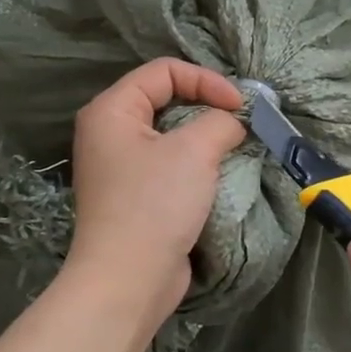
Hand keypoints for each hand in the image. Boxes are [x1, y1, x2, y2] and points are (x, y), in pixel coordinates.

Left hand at [62, 59, 247, 337]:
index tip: (240, 106)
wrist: (128, 280)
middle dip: (207, 106)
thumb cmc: (155, 204)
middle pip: (166, 98)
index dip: (206, 80)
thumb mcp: (195, 151)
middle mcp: (109, 132)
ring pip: (170, 134)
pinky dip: (195, 163)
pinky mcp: (134, 195)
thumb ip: (220, 121)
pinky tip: (219, 174)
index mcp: (111, 110)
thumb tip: (234, 121)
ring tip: (234, 147)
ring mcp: (120, 166)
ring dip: (205, 137)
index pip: (164, 71)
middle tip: (241, 122)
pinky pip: (168, 163)